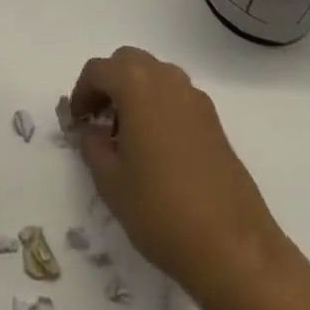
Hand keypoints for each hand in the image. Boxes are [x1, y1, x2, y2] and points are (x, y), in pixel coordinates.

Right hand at [70, 47, 287, 297]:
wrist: (232, 247)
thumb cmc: (161, 210)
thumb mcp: (111, 182)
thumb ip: (92, 146)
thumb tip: (92, 130)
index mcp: (136, 84)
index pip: (97, 70)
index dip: (81, 92)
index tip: (76, 122)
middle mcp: (166, 78)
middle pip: (128, 62)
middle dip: (109, 84)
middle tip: (98, 121)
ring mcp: (194, 97)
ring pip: (154, 76)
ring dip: (135, 93)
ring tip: (127, 136)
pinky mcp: (213, 120)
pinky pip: (176, 97)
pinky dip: (159, 107)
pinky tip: (157, 149)